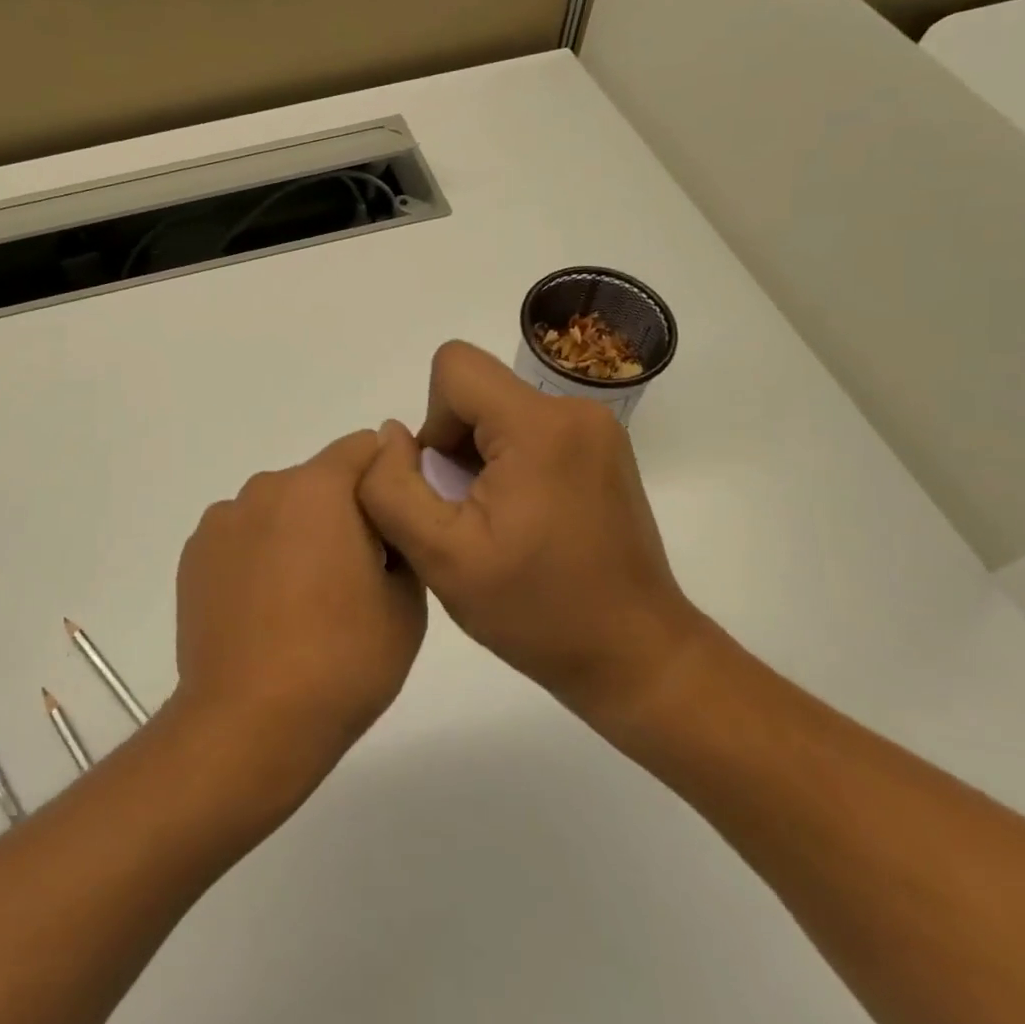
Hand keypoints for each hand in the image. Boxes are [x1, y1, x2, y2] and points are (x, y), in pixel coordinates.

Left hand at [172, 431, 426, 804]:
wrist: (249, 724)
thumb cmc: (341, 661)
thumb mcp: (406, 603)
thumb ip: (402, 535)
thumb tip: (387, 510)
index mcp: (318, 488)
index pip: (365, 447)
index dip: (388, 476)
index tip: (396, 522)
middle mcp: (265, 488)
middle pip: (319, 479)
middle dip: (342, 510)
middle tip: (356, 573)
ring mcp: (222, 520)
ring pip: (278, 508)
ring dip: (297, 532)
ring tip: (303, 600)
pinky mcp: (194, 554)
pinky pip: (243, 536)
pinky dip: (259, 555)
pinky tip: (264, 610)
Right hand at [357, 341, 708, 725]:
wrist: (634, 655)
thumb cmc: (537, 611)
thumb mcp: (441, 558)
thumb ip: (392, 488)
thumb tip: (390, 435)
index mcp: (539, 426)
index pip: (453, 368)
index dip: (432, 421)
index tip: (447, 484)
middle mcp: (575, 410)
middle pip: (476, 391)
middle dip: (454, 446)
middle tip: (467, 515)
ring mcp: (596, 428)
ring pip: (499, 411)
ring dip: (478, 458)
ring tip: (494, 523)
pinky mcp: (602, 449)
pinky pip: (529, 429)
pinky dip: (508, 463)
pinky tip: (520, 519)